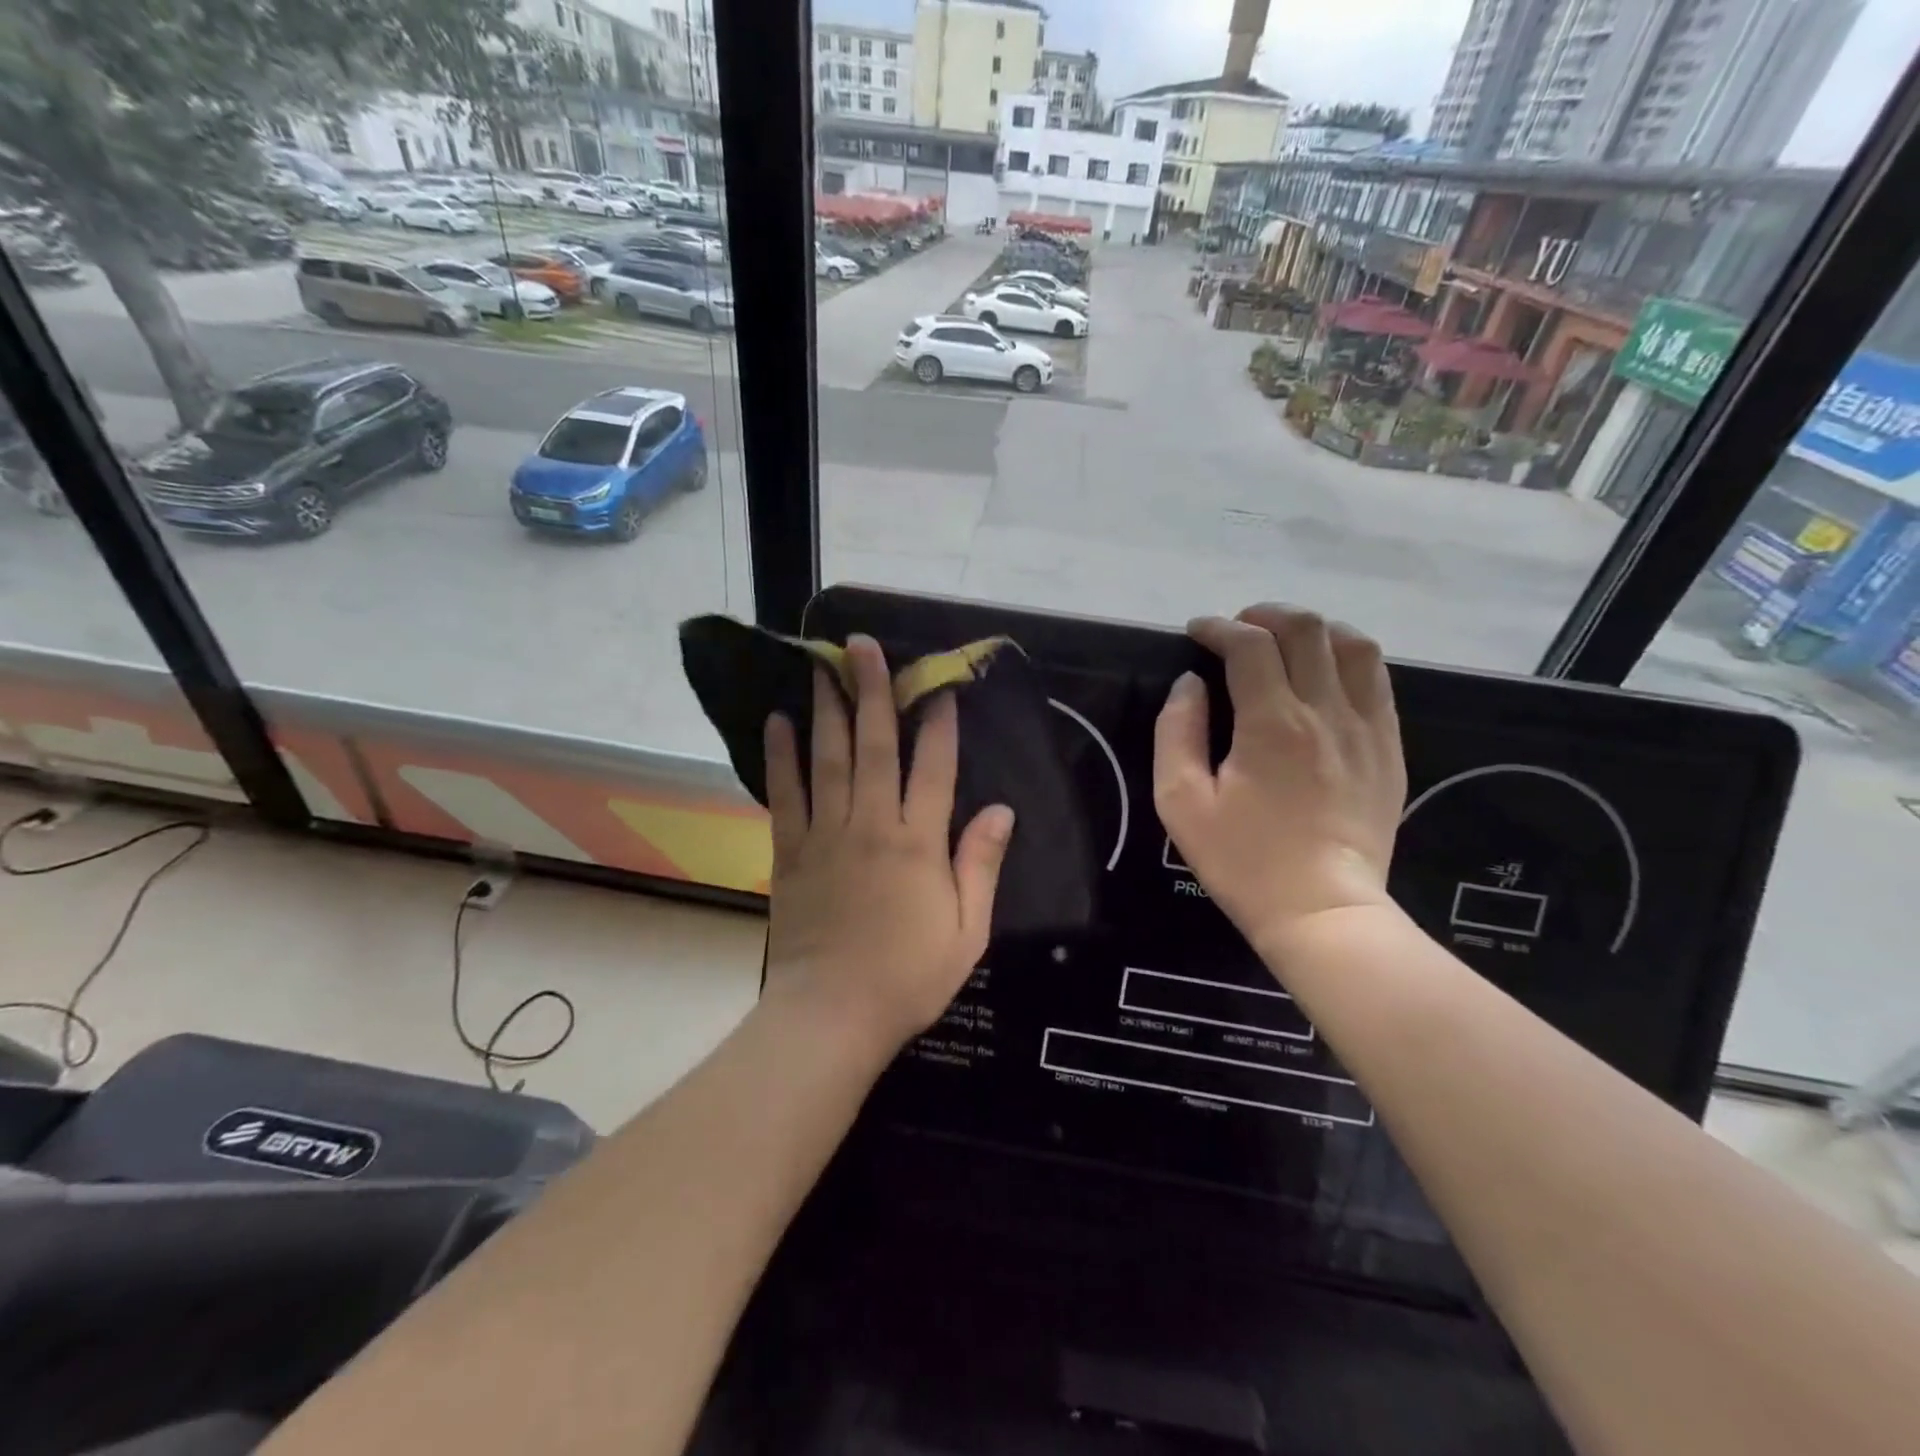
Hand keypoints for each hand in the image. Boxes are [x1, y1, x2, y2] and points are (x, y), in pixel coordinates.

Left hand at [761, 635, 1014, 1055]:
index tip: (937, 684)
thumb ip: (982, 866)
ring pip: (827, 760)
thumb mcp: (967, 931)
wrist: (832, 1015)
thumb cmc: (908, 977)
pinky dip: (780, 757)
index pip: (933, 768)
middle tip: (862, 645)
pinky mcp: (790, 853)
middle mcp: (871, 826)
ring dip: (826, 709)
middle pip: (874, 747)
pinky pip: (785, 795)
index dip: (938, 723)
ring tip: (821, 666)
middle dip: (872, 691)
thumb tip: (1002, 809)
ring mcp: (826, 836)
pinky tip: (777, 722)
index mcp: (918, 844)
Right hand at [1154, 605, 1406, 959]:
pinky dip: (1347, 659)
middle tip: (1236, 630)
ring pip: (1353, 644)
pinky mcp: (1389, 748)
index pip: (1249, 645)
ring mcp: (1367, 728)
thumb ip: (1177, 731)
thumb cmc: (1242, 860)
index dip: (1218, 628)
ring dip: (1313, 629)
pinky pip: (1377, 680)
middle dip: (1265, 616)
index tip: (1196, 632)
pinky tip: (1324, 675)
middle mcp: (1326, 711)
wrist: (1322, 911)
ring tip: (1284, 642)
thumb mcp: (1181, 802)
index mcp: (1272, 722)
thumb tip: (1190, 684)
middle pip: (1306, 629)